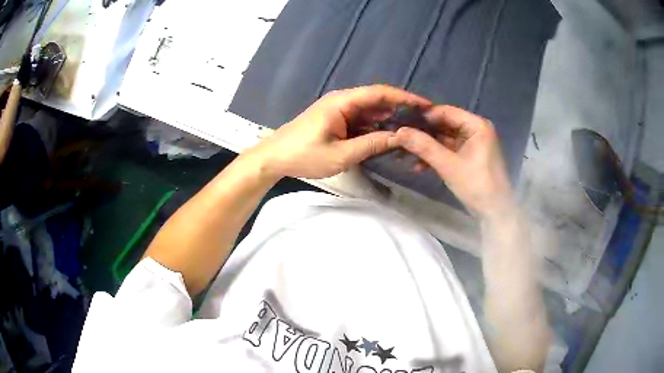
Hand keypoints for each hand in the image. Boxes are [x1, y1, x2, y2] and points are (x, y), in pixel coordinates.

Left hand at [246, 85, 430, 179]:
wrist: (274, 158)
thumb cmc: (304, 155)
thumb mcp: (341, 154)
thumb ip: (372, 144)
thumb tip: (400, 138)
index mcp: (343, 102)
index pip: (380, 93)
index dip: (404, 97)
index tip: (426, 104)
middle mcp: (343, 100)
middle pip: (378, 100)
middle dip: (401, 108)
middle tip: (424, 120)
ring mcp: (339, 110)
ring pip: (371, 111)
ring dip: (390, 118)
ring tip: (413, 128)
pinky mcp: (337, 120)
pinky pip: (362, 120)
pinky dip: (376, 127)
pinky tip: (390, 136)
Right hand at [395, 105, 513, 219]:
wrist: (495, 213)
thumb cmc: (477, 185)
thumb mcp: (448, 165)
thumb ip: (424, 146)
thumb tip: (398, 132)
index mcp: (476, 125)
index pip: (445, 111)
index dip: (422, 116)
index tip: (401, 122)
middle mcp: (475, 130)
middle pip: (444, 125)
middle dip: (422, 134)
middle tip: (399, 138)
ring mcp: (472, 144)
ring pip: (444, 139)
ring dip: (426, 147)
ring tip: (404, 154)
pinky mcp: (469, 157)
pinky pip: (448, 151)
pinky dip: (435, 157)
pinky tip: (418, 166)